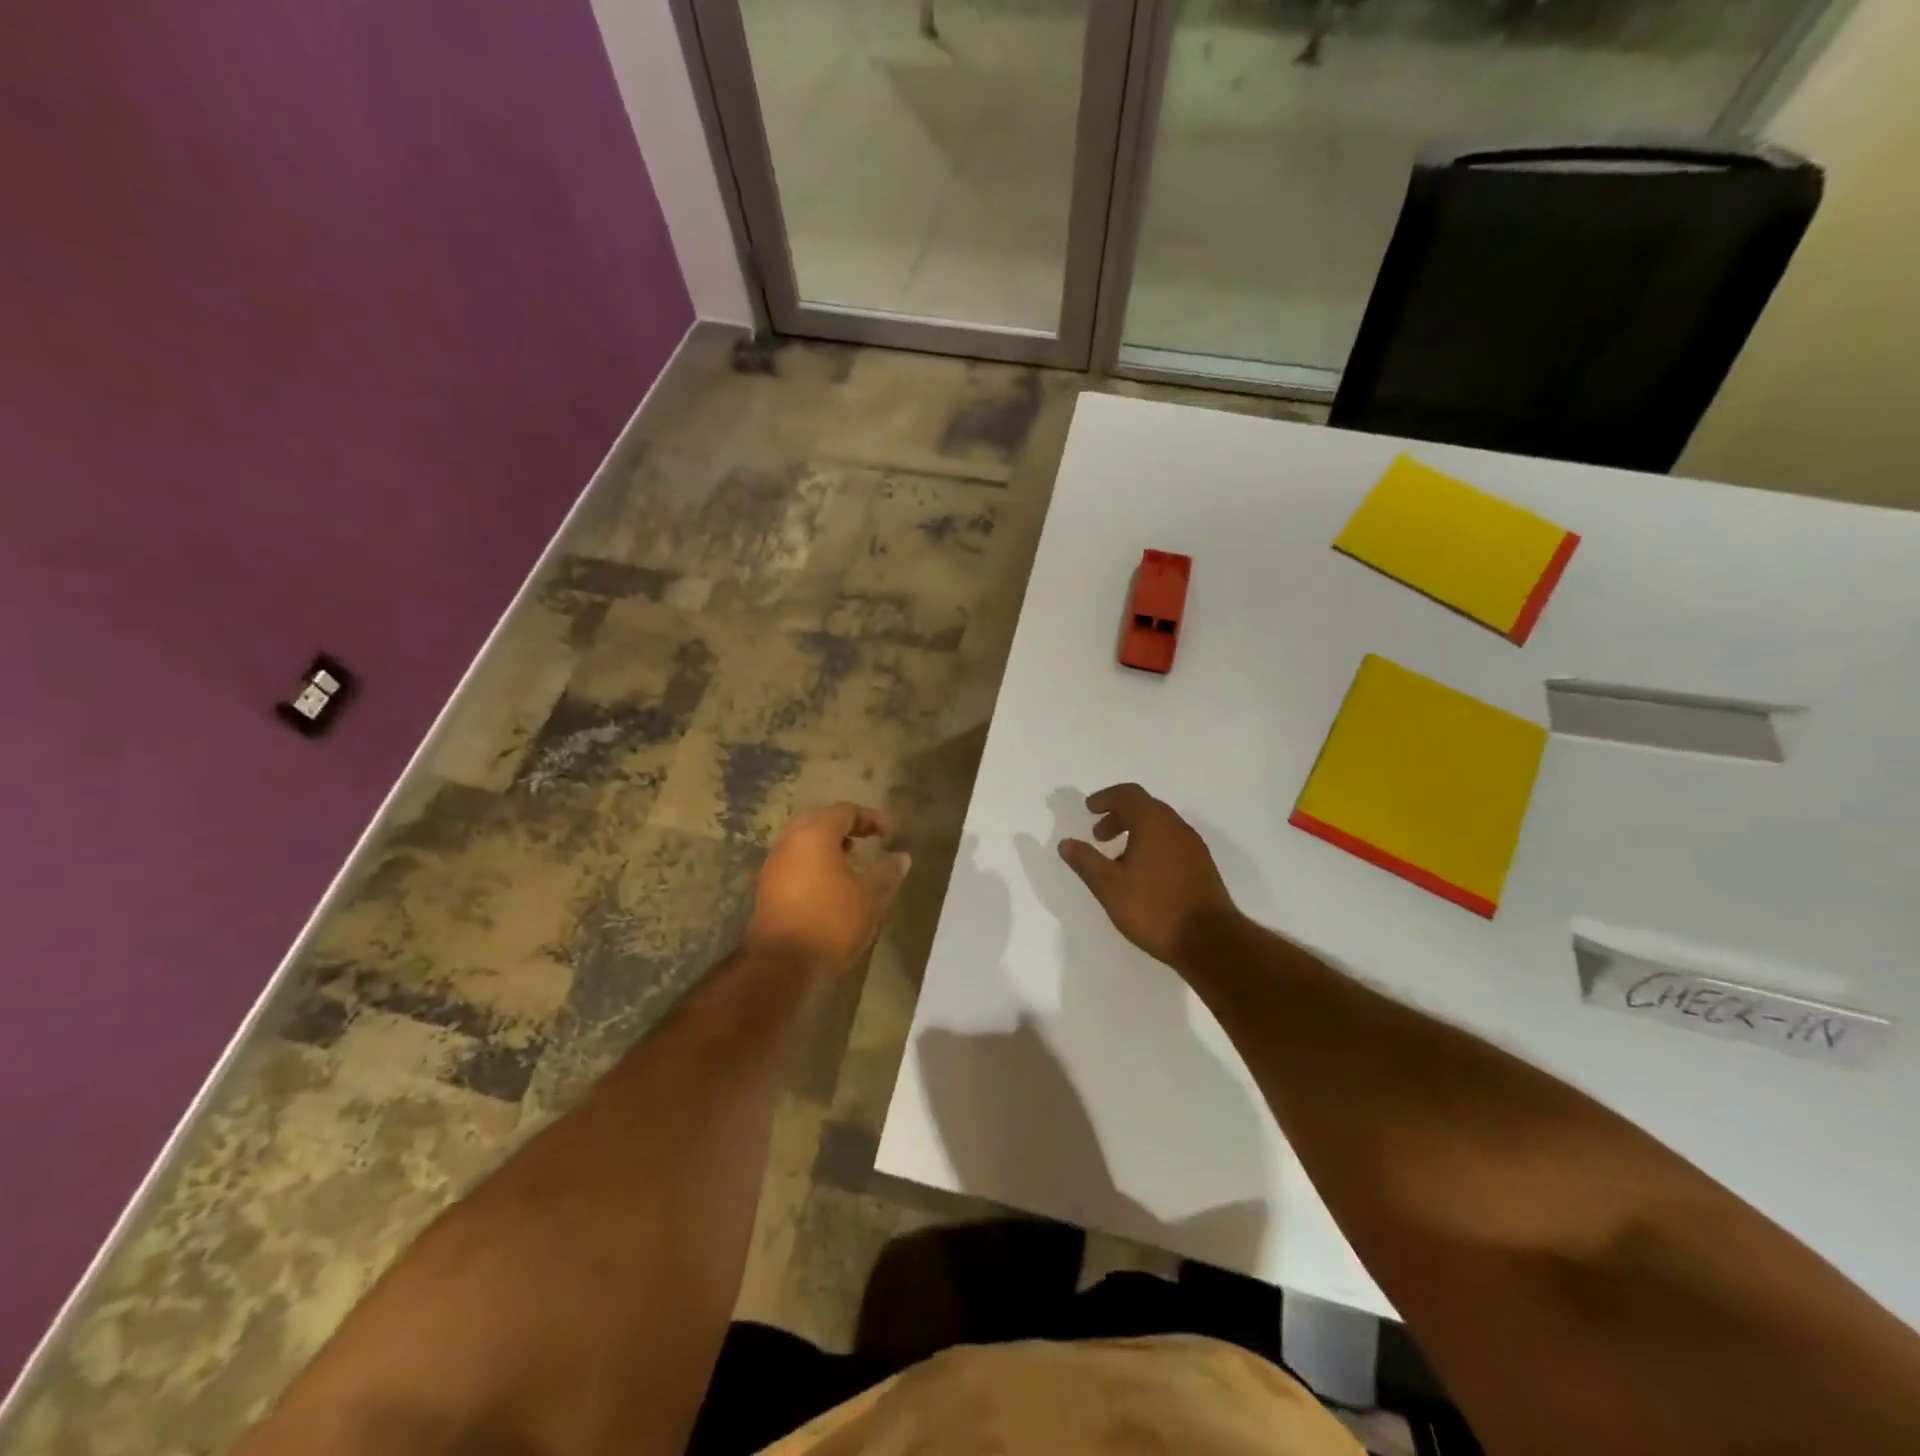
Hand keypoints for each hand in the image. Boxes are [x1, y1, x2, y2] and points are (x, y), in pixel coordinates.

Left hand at [744, 803, 910, 979]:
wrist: (780, 965)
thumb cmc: (831, 922)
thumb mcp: (870, 897)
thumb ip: (887, 872)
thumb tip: (902, 856)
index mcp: (815, 834)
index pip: (845, 811)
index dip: (871, 818)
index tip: (889, 834)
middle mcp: (789, 841)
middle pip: (819, 821)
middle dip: (846, 827)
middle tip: (867, 841)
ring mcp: (774, 864)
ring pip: (803, 841)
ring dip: (828, 846)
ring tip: (852, 864)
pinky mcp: (766, 888)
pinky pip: (794, 862)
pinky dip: (814, 863)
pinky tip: (830, 886)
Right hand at [1058, 783, 1240, 968]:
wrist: (1210, 941)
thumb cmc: (1154, 908)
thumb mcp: (1109, 886)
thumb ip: (1086, 861)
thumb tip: (1066, 842)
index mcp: (1154, 823)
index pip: (1128, 794)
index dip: (1106, 798)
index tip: (1089, 810)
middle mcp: (1176, 827)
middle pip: (1145, 807)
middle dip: (1118, 816)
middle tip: (1098, 836)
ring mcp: (1193, 846)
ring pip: (1160, 826)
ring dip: (1135, 832)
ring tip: (1117, 859)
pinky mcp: (1202, 866)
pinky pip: (1171, 843)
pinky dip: (1151, 846)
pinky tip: (1142, 875)